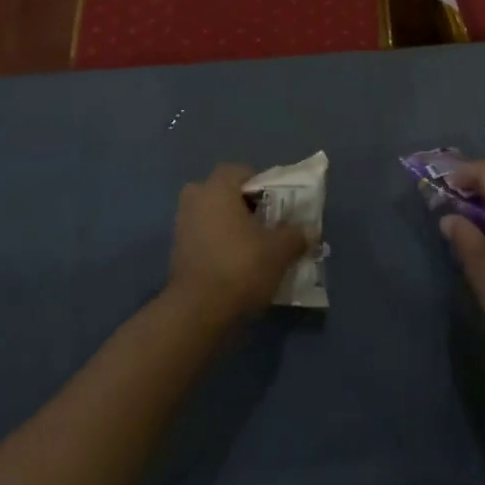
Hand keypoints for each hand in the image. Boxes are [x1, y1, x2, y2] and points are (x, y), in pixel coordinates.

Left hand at [167, 164, 309, 325]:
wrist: (199, 312)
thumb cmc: (241, 266)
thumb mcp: (279, 250)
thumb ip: (295, 235)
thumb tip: (308, 231)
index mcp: (217, 189)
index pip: (240, 171)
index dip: (261, 185)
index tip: (276, 203)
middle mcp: (195, 201)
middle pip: (222, 193)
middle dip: (241, 205)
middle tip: (263, 223)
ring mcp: (181, 227)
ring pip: (211, 217)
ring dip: (229, 227)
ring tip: (253, 247)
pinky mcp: (176, 254)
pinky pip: (203, 238)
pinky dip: (217, 246)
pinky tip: (236, 265)